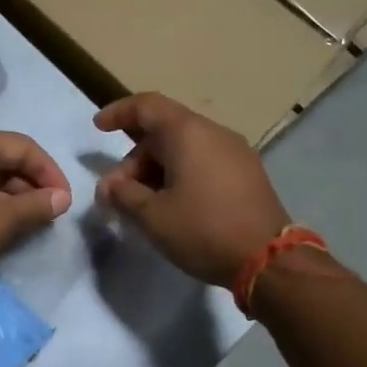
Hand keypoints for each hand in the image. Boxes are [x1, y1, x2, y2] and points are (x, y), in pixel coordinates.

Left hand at [0, 130, 72, 286]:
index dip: (49, 171)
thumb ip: (36, 205)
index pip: (21, 146)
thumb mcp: (2, 219)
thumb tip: (62, 198)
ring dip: (10, 196)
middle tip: (48, 213)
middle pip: (1, 158)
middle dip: (29, 184)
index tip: (64, 200)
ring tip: (28, 223)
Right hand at [94, 93, 291, 286]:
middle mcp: (213, 132)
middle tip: (117, 194)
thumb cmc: (203, 229)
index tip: (98, 127)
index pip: (146, 106)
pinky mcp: (247, 173)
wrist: (269, 259)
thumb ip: (123, 194)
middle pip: (163, 132)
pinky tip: (172, 205)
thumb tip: (109, 185)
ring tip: (142, 205)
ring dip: (156, 170)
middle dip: (134, 159)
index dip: (119, 112)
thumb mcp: (152, 216)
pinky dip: (180, 175)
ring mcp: (235, 152)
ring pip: (184, 149)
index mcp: (188, 133)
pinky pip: (204, 161)